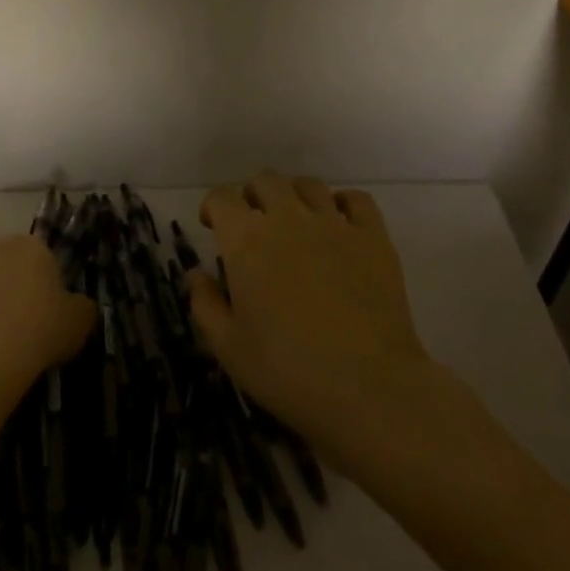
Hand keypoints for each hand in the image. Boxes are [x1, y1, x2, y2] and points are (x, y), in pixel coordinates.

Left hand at [0, 235, 96, 411]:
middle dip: (9, 285)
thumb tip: (78, 306)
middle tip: (17, 324)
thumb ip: (82, 308)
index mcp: (31, 247)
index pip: (41, 258)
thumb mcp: (79, 324)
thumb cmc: (38, 332)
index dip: (44, 286)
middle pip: (4, 263)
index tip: (46, 314)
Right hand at [187, 172, 449, 477]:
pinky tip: (340, 224)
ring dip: (294, 196)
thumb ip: (205, 304)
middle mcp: (287, 218)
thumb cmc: (288, 370)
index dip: (213, 207)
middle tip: (253, 224)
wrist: (370, 389)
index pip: (221, 198)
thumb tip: (196, 275)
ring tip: (295, 221)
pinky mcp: (373, 238)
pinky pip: (357, 200)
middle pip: (264, 181)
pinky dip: (344, 204)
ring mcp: (333, 224)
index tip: (213, 226)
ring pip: (308, 185)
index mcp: (245, 239)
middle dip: (252, 196)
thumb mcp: (229, 347)